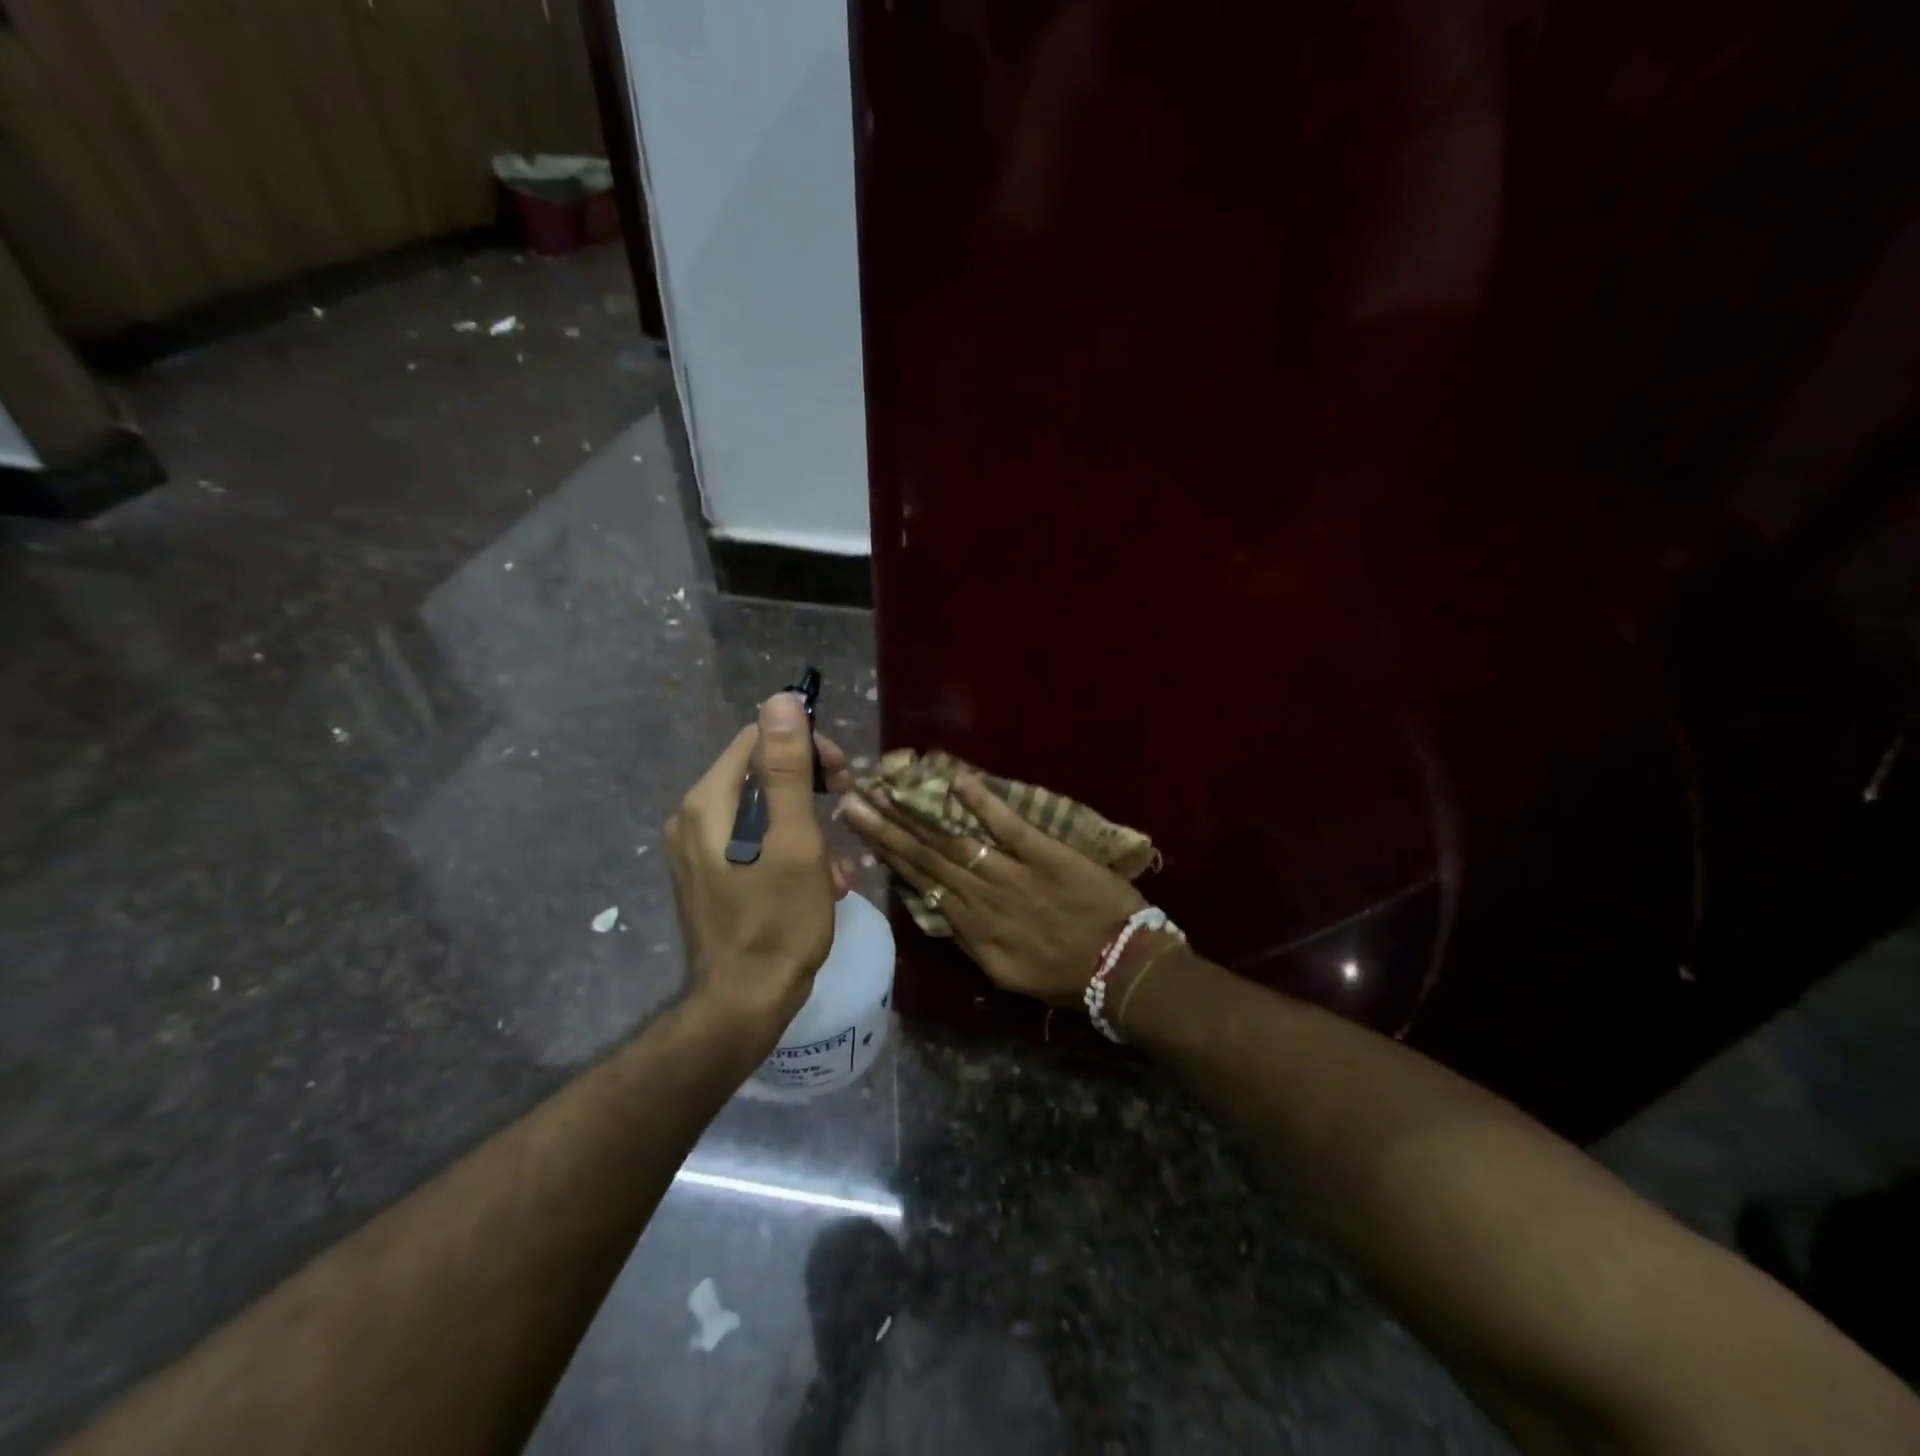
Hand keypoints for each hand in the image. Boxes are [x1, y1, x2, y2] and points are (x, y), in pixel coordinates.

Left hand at [666, 696, 855, 1034]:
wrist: (742, 1004)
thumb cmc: (777, 921)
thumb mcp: (794, 840)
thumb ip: (787, 769)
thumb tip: (781, 699)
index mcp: (709, 802)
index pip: (758, 740)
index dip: (806, 746)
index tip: (841, 775)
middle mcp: (693, 817)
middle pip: (759, 774)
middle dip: (809, 789)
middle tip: (844, 805)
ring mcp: (697, 849)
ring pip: (762, 811)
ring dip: (806, 826)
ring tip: (836, 866)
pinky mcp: (709, 875)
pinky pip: (754, 841)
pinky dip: (789, 850)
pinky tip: (818, 883)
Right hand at [842, 774, 1145, 1007]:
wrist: (1123, 970)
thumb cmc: (1068, 976)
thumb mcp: (1009, 973)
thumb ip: (974, 941)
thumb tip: (943, 909)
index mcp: (974, 929)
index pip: (923, 886)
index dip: (891, 858)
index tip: (863, 833)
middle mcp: (983, 900)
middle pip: (927, 859)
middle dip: (887, 830)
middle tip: (853, 802)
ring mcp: (1013, 875)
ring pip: (955, 843)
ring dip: (916, 816)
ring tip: (885, 792)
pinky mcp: (1046, 855)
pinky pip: (1009, 827)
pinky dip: (983, 804)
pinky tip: (957, 780)